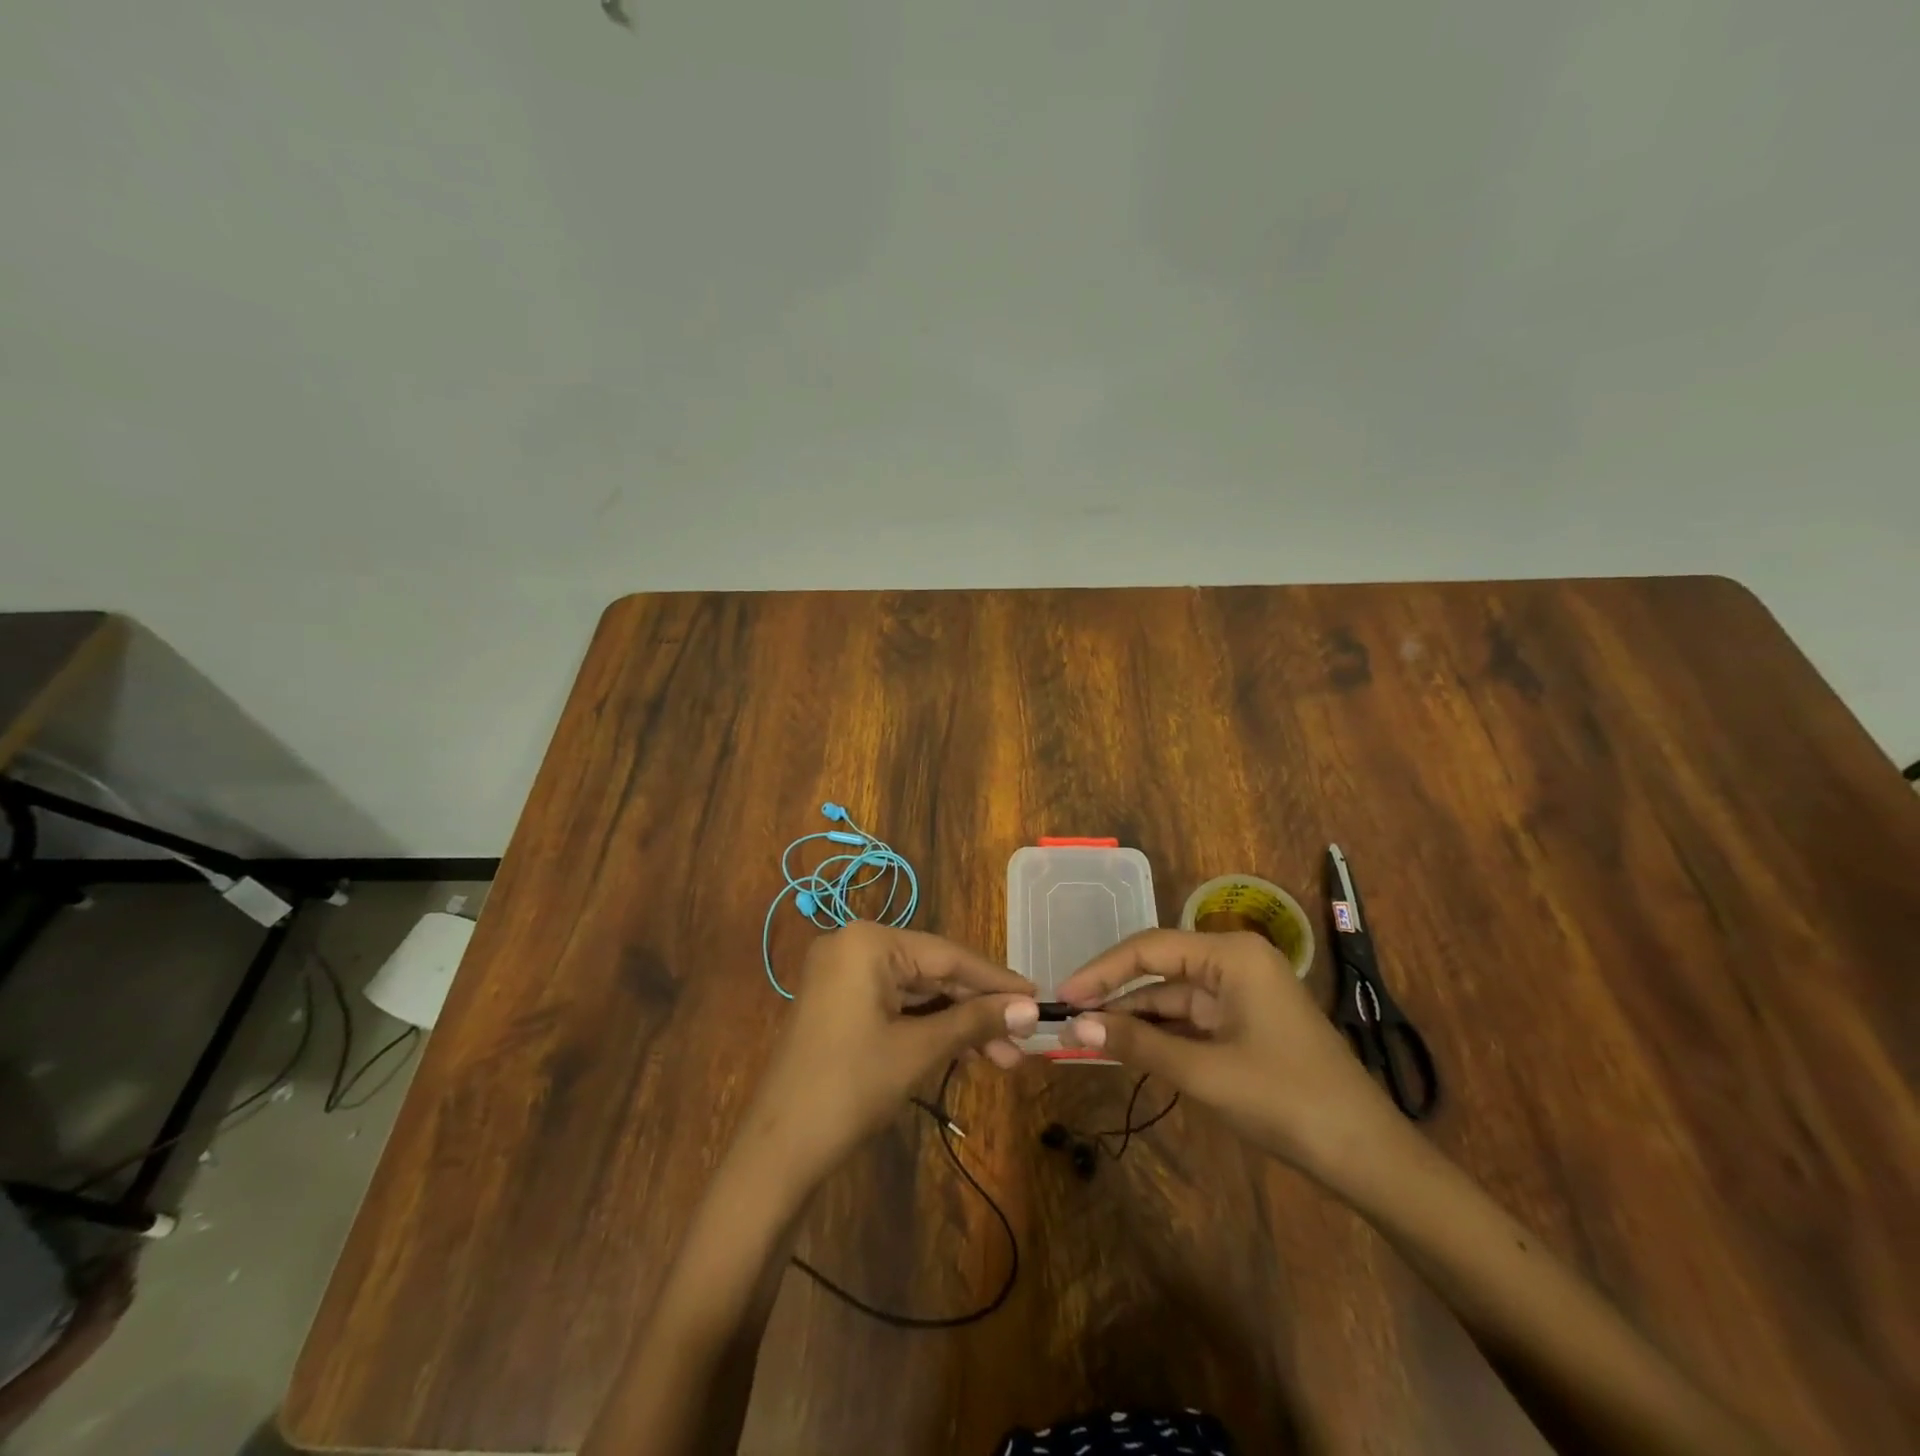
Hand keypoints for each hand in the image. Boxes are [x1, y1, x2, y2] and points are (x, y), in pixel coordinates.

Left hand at [740, 923, 1038, 1183]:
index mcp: (869, 943)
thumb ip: (975, 1022)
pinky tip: (965, 1050)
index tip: (1038, 996)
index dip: (996, 980)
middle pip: (934, 973)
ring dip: (959, 1025)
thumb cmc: (851, 1087)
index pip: (948, 955)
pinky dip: (930, 1029)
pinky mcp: (840, 1006)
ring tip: (1004, 1060)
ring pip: (918, 994)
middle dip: (979, 1011)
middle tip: (1024, 1042)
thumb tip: (1031, 1009)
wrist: (778, 1151)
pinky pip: (896, 1007)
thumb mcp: (919, 1050)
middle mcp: (854, 948)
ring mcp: (844, 977)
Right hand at [1056, 928, 1398, 1176]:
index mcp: (1231, 955)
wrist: (1367, 1156)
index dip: (1102, 971)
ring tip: (1085, 1036)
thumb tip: (1075, 1026)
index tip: (1063, 994)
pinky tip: (1126, 1048)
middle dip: (1115, 995)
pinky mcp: (1245, 1023)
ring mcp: (1242, 993)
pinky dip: (1159, 1034)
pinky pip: (1191, 1020)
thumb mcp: (1204, 1071)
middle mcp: (1235, 962)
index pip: (1150, 948)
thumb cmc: (1285, 1100)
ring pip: (1172, 997)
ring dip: (1134, 1018)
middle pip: (1159, 969)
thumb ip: (1138, 1043)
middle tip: (1067, 1018)